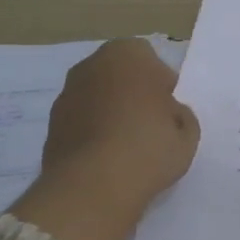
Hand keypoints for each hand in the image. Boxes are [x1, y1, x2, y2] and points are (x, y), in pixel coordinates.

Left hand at [39, 39, 200, 210]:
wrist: (93, 185)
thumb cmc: (149, 147)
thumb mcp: (188, 133)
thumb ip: (181, 114)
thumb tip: (168, 112)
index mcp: (128, 54)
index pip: (152, 61)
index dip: (163, 85)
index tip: (168, 111)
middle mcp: (92, 64)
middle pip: (120, 74)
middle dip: (133, 93)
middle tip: (149, 125)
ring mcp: (67, 93)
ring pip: (98, 96)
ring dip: (110, 112)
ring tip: (126, 146)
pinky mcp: (51, 123)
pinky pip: (81, 120)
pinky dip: (92, 132)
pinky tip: (105, 158)